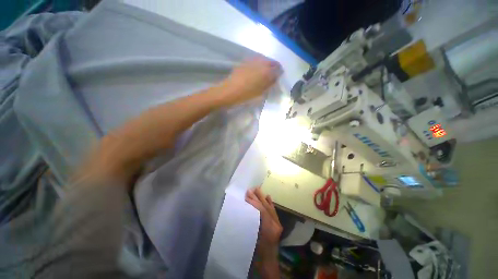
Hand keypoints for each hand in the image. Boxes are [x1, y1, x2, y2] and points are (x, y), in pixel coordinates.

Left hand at [219, 57, 280, 105]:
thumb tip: (275, 78)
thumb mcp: (261, 92)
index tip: (278, 77)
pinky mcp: (244, 62)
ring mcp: (251, 61)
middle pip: (271, 62)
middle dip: (274, 67)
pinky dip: (259, 64)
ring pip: (263, 60)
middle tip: (273, 75)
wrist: (229, 91)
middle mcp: (260, 63)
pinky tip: (256, 71)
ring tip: (265, 73)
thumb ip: (269, 83)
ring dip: (266, 65)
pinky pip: (255, 61)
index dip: (279, 72)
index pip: (277, 68)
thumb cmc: (246, 94)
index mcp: (266, 71)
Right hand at [245, 187, 282, 260]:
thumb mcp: (252, 238)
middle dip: (258, 197)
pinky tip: (268, 197)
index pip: (262, 211)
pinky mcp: (277, 225)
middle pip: (266, 207)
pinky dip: (271, 204)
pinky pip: (274, 212)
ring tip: (258, 189)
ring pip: (270, 208)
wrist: (268, 264)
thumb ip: (251, 223)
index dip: (254, 202)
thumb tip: (248, 208)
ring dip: (263, 198)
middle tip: (251, 189)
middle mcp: (275, 225)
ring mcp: (277, 224)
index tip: (247, 195)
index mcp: (270, 229)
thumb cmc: (258, 254)